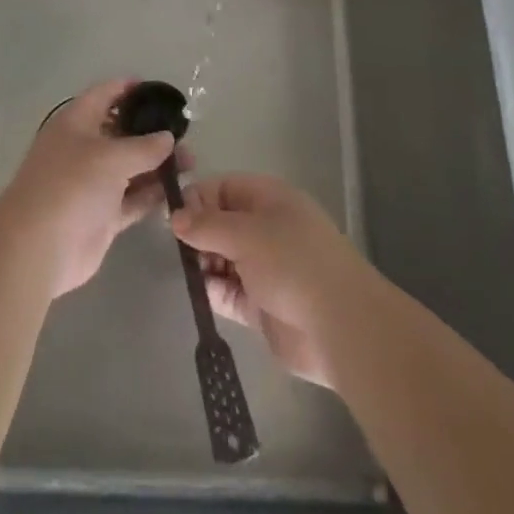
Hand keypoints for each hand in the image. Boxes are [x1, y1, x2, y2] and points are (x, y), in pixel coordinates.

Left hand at [0, 78, 178, 297]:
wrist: (39, 247)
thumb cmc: (71, 185)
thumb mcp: (111, 157)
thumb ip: (144, 146)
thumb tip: (168, 137)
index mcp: (76, 123)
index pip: (104, 95)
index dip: (129, 88)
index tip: (159, 90)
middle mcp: (83, 149)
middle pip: (121, 132)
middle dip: (151, 131)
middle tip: (186, 134)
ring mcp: (92, 184)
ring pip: (130, 168)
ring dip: (157, 165)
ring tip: (191, 163)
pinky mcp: (101, 216)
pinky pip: (132, 199)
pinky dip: (151, 195)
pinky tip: (178, 191)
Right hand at [172, 174, 365, 389]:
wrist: (340, 326)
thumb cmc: (293, 262)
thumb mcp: (246, 233)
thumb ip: (207, 225)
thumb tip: (175, 217)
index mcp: (269, 199)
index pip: (224, 188)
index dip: (198, 198)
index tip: (173, 218)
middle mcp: (266, 229)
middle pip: (221, 223)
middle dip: (198, 233)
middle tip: (180, 249)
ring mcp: (265, 268)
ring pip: (222, 258)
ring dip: (204, 263)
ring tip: (191, 271)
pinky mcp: (261, 305)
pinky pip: (229, 291)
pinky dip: (214, 291)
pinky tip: (202, 293)